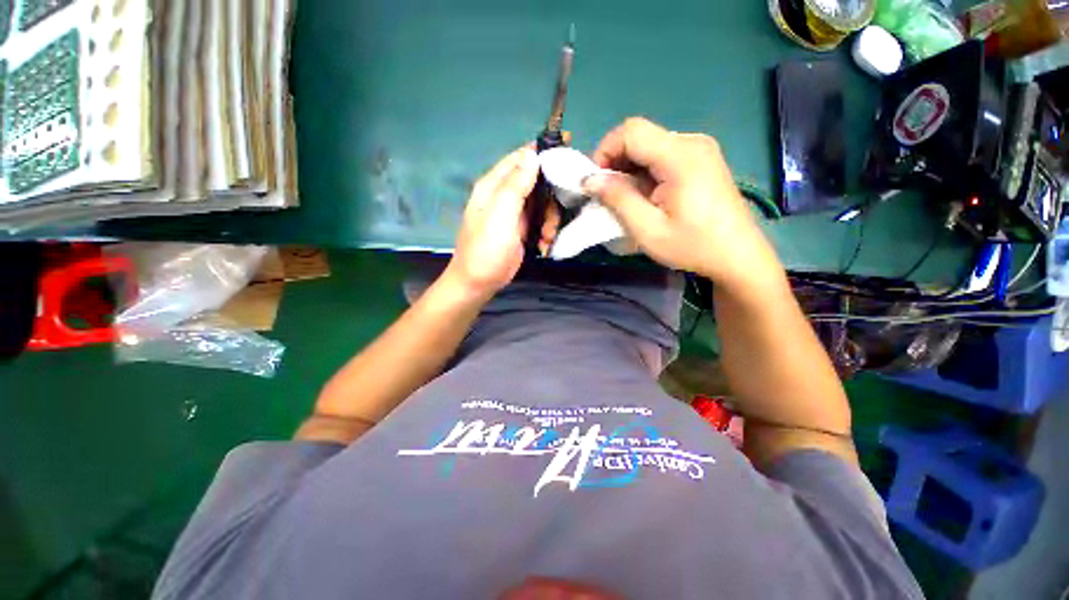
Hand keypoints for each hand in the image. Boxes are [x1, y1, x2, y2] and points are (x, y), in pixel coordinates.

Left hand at [444, 145, 539, 298]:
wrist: (479, 283)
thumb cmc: (487, 249)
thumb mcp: (501, 215)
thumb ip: (515, 185)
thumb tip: (532, 154)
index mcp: (494, 185)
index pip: (520, 158)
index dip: (543, 150)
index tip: (568, 148)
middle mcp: (504, 195)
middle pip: (537, 182)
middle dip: (551, 198)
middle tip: (553, 218)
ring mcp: (513, 213)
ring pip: (542, 203)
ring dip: (550, 219)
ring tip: (547, 236)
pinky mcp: (521, 229)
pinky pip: (540, 221)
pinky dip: (546, 231)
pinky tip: (543, 244)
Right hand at [583, 117, 783, 291]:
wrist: (737, 255)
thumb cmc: (692, 246)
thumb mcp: (648, 229)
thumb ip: (618, 199)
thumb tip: (590, 180)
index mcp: (680, 156)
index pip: (631, 131)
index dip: (605, 151)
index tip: (595, 181)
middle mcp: (692, 142)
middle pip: (640, 136)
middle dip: (615, 162)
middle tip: (607, 195)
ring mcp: (700, 149)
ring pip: (650, 145)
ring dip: (629, 168)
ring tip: (626, 199)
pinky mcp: (702, 159)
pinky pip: (663, 155)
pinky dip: (645, 171)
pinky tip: (646, 195)